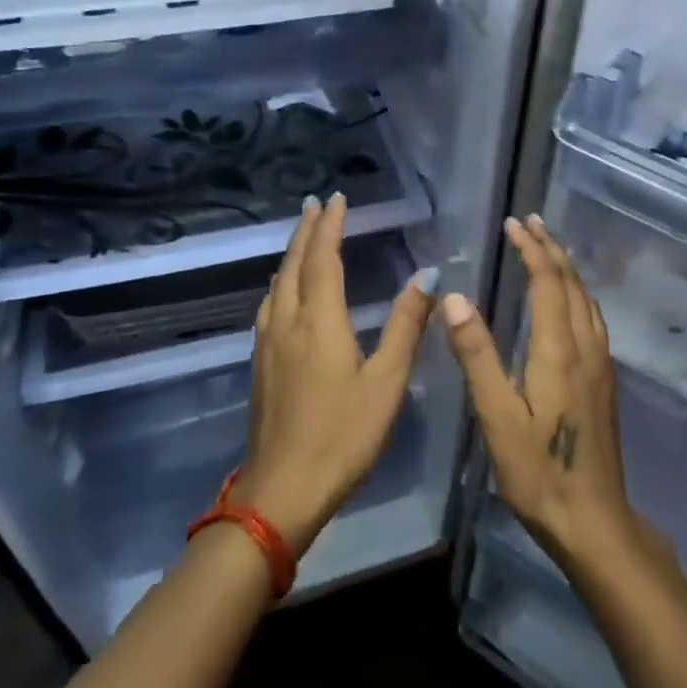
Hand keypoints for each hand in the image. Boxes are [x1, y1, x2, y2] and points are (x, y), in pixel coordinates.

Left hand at [230, 193, 437, 556]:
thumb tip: (426, 276)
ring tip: (304, 239)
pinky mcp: (260, 364)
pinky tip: (285, 293)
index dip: (331, 226)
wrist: (282, 489)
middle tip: (316, 204)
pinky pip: (269, 305)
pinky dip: (281, 282)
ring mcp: (267, 344)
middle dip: (306, 231)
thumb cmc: (343, 435)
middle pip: (293, 264)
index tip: (337, 198)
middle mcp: (287, 323)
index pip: (323, 259)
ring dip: (291, 254)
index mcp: (318, 321)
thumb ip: (406, 326)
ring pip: (277, 284)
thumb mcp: (386, 382)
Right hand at [440, 215, 641, 575]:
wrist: (594, 520)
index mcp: (559, 351)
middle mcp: (586, 348)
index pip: (547, 283)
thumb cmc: (538, 471)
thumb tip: (455, 298)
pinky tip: (567, 303)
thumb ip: (477, 356)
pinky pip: (592, 318)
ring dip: (566, 269)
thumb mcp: (497, 417)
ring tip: (548, 250)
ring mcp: (601, 365)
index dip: (531, 249)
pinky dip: (576, 293)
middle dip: (551, 248)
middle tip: (531, 221)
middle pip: (572, 284)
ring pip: (587, 300)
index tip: (513, 224)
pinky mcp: (604, 382)